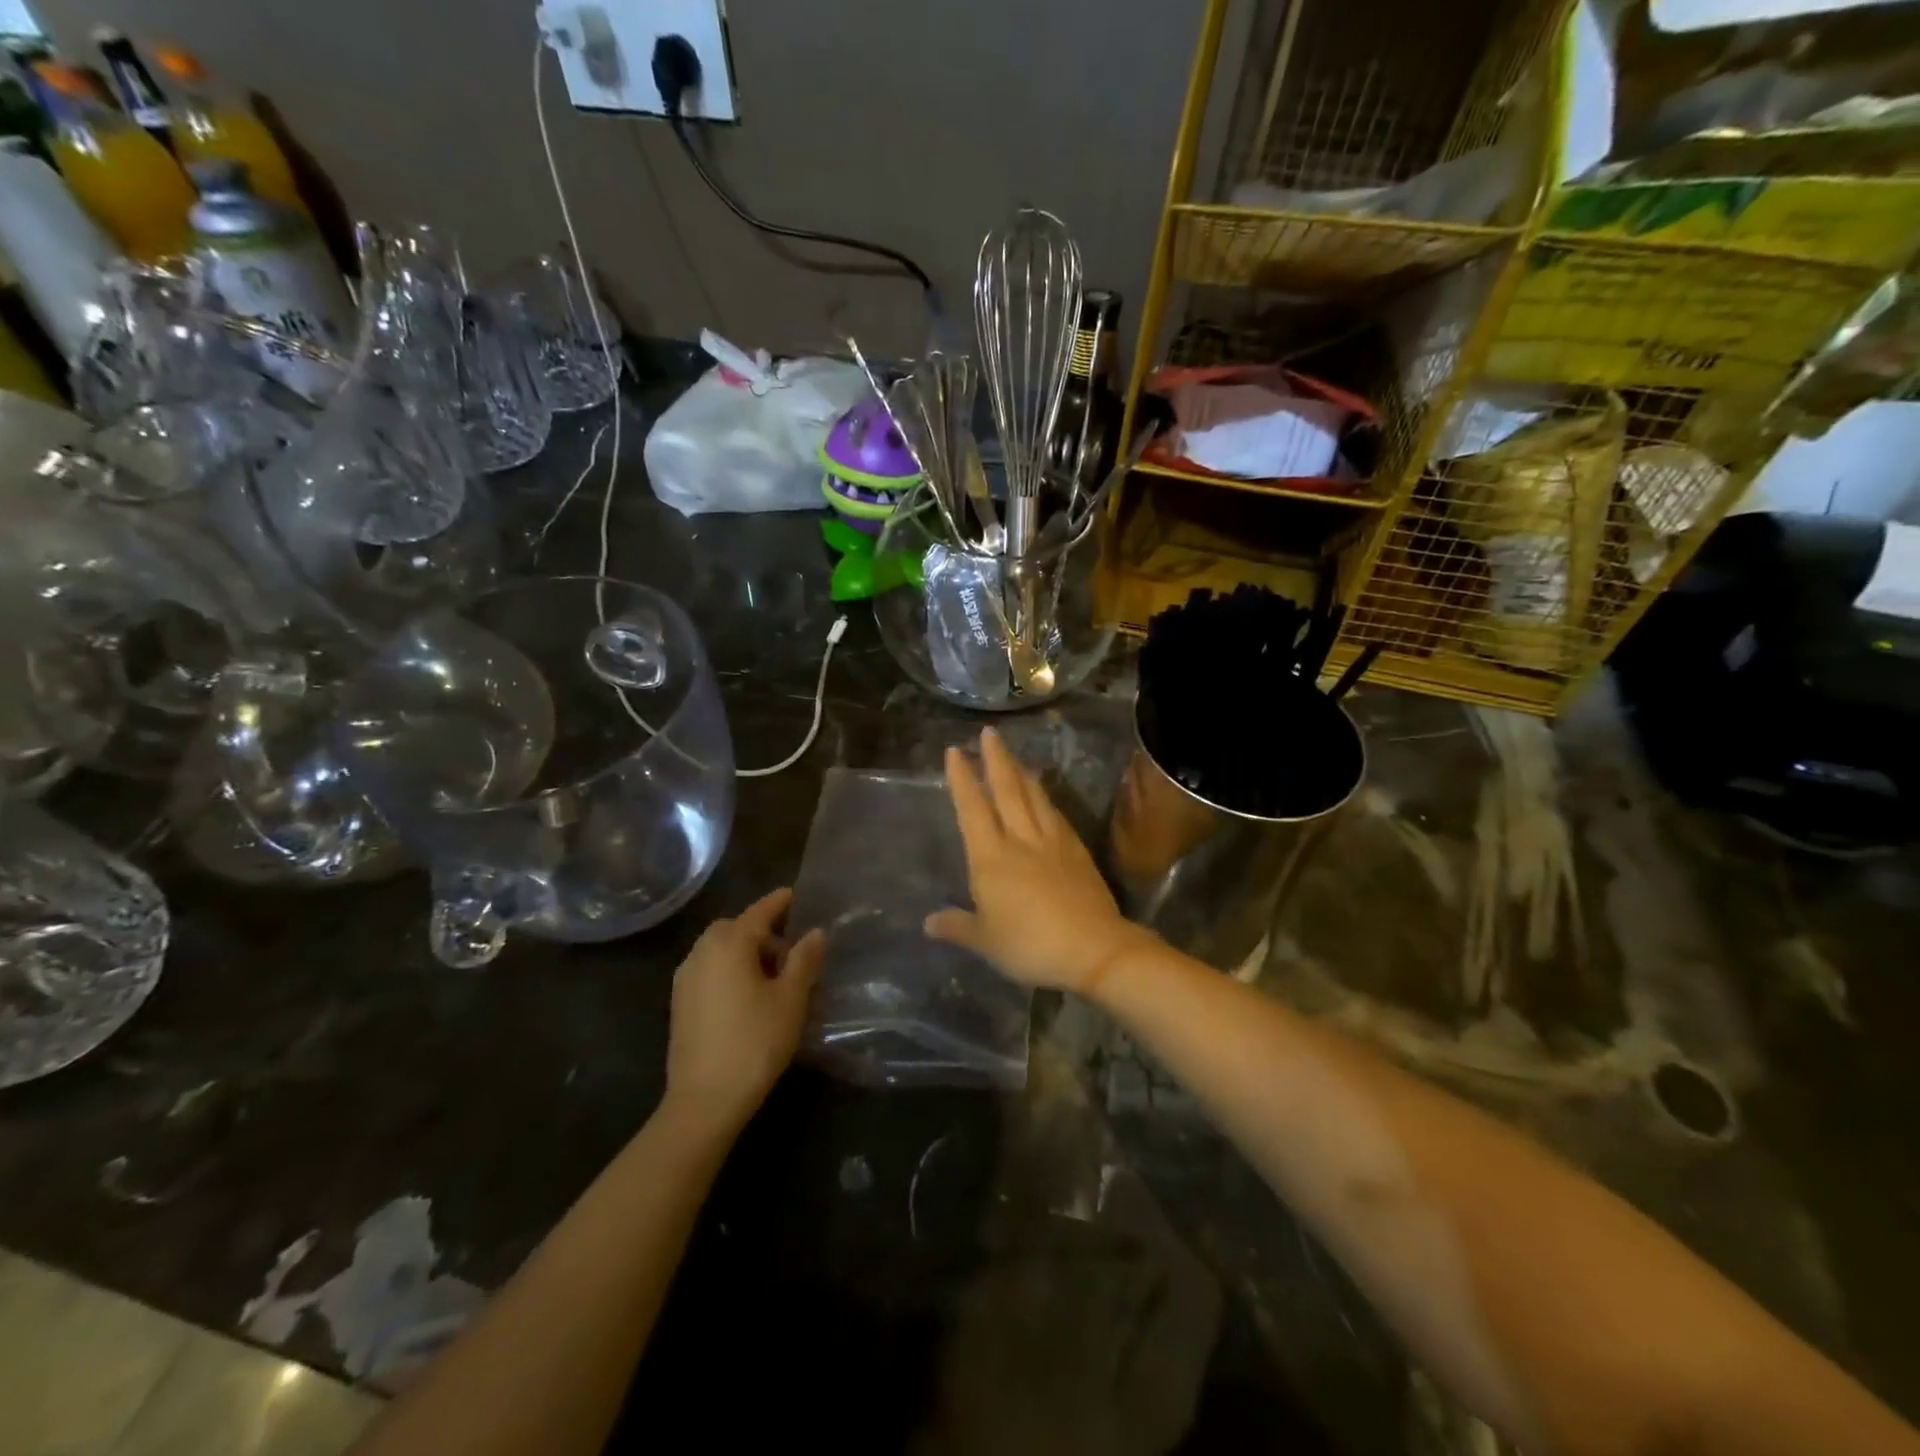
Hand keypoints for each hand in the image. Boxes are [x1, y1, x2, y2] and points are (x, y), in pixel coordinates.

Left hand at [664, 888, 824, 1136]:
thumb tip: (815, 932)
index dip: (779, 902)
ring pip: (718, 949)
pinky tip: (747, 992)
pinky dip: (728, 968)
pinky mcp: (679, 1003)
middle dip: (761, 929)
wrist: (704, 1100)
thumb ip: (804, 960)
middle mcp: (702, 952)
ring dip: (744, 950)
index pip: (759, 911)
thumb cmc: (755, 1042)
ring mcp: (685, 978)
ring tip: (772, 972)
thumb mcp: (791, 999)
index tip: (795, 894)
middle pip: (735, 928)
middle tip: (790, 946)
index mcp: (729, 944)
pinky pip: (708, 969)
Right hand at [927, 728, 1158, 994]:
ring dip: (1022, 773)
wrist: (1093, 948)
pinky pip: (1056, 814)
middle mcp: (1020, 840)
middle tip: (989, 733)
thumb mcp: (986, 941)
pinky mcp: (1076, 850)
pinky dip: (1046, 798)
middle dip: (995, 760)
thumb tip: (929, 922)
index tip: (955, 752)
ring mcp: (1052, 842)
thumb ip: (958, 927)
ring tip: (1015, 757)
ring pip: (1034, 797)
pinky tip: (1045, 795)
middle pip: (1006, 790)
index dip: (962, 780)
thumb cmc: (1030, 945)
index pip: (972, 809)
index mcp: (991, 858)